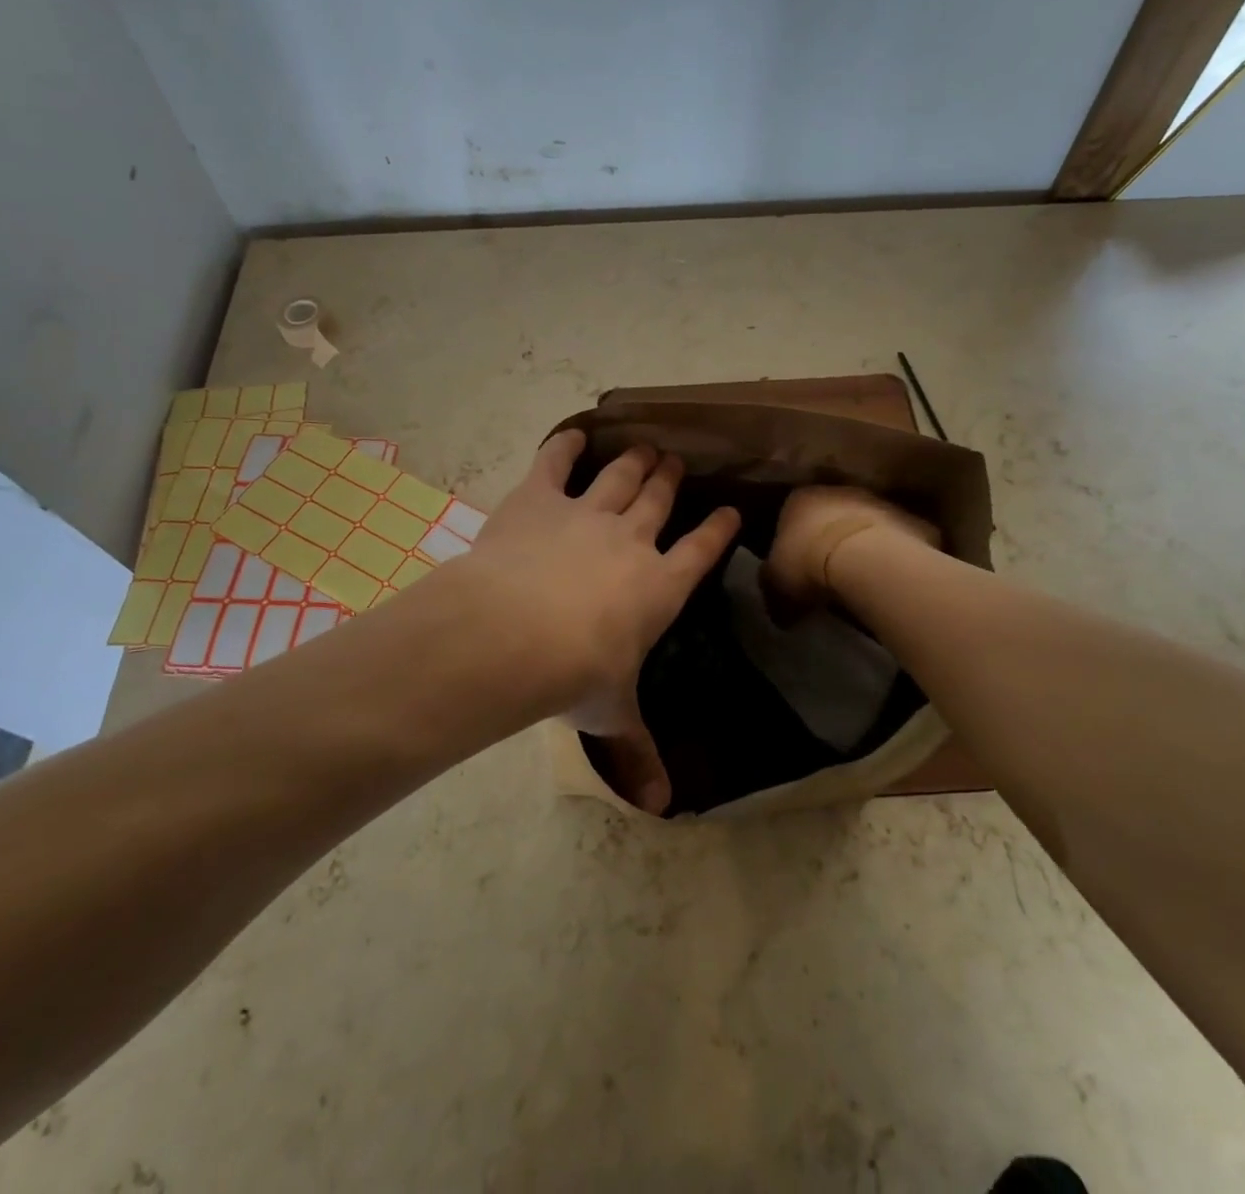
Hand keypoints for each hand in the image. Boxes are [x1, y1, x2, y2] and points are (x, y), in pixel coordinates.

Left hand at [463, 430, 739, 811]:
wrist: (516, 633)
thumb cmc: (574, 675)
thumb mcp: (610, 716)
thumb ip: (636, 754)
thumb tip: (662, 810)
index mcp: (659, 586)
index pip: (701, 551)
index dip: (717, 530)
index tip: (728, 512)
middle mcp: (631, 539)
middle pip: (658, 500)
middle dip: (670, 480)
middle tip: (677, 462)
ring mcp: (586, 512)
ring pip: (620, 476)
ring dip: (635, 460)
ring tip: (646, 447)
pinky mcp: (539, 497)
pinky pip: (556, 461)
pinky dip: (566, 445)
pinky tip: (574, 434)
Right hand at [763, 485, 939, 615]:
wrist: (866, 560)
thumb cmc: (808, 565)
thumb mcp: (775, 585)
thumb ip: (773, 589)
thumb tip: (779, 609)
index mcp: (799, 500)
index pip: (790, 515)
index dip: (792, 543)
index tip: (796, 569)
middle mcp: (838, 491)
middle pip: (830, 515)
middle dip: (828, 539)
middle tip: (828, 573)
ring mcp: (878, 501)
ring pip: (866, 523)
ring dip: (863, 544)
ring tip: (861, 579)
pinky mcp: (910, 519)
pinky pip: (898, 539)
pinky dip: (894, 555)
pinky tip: (890, 580)